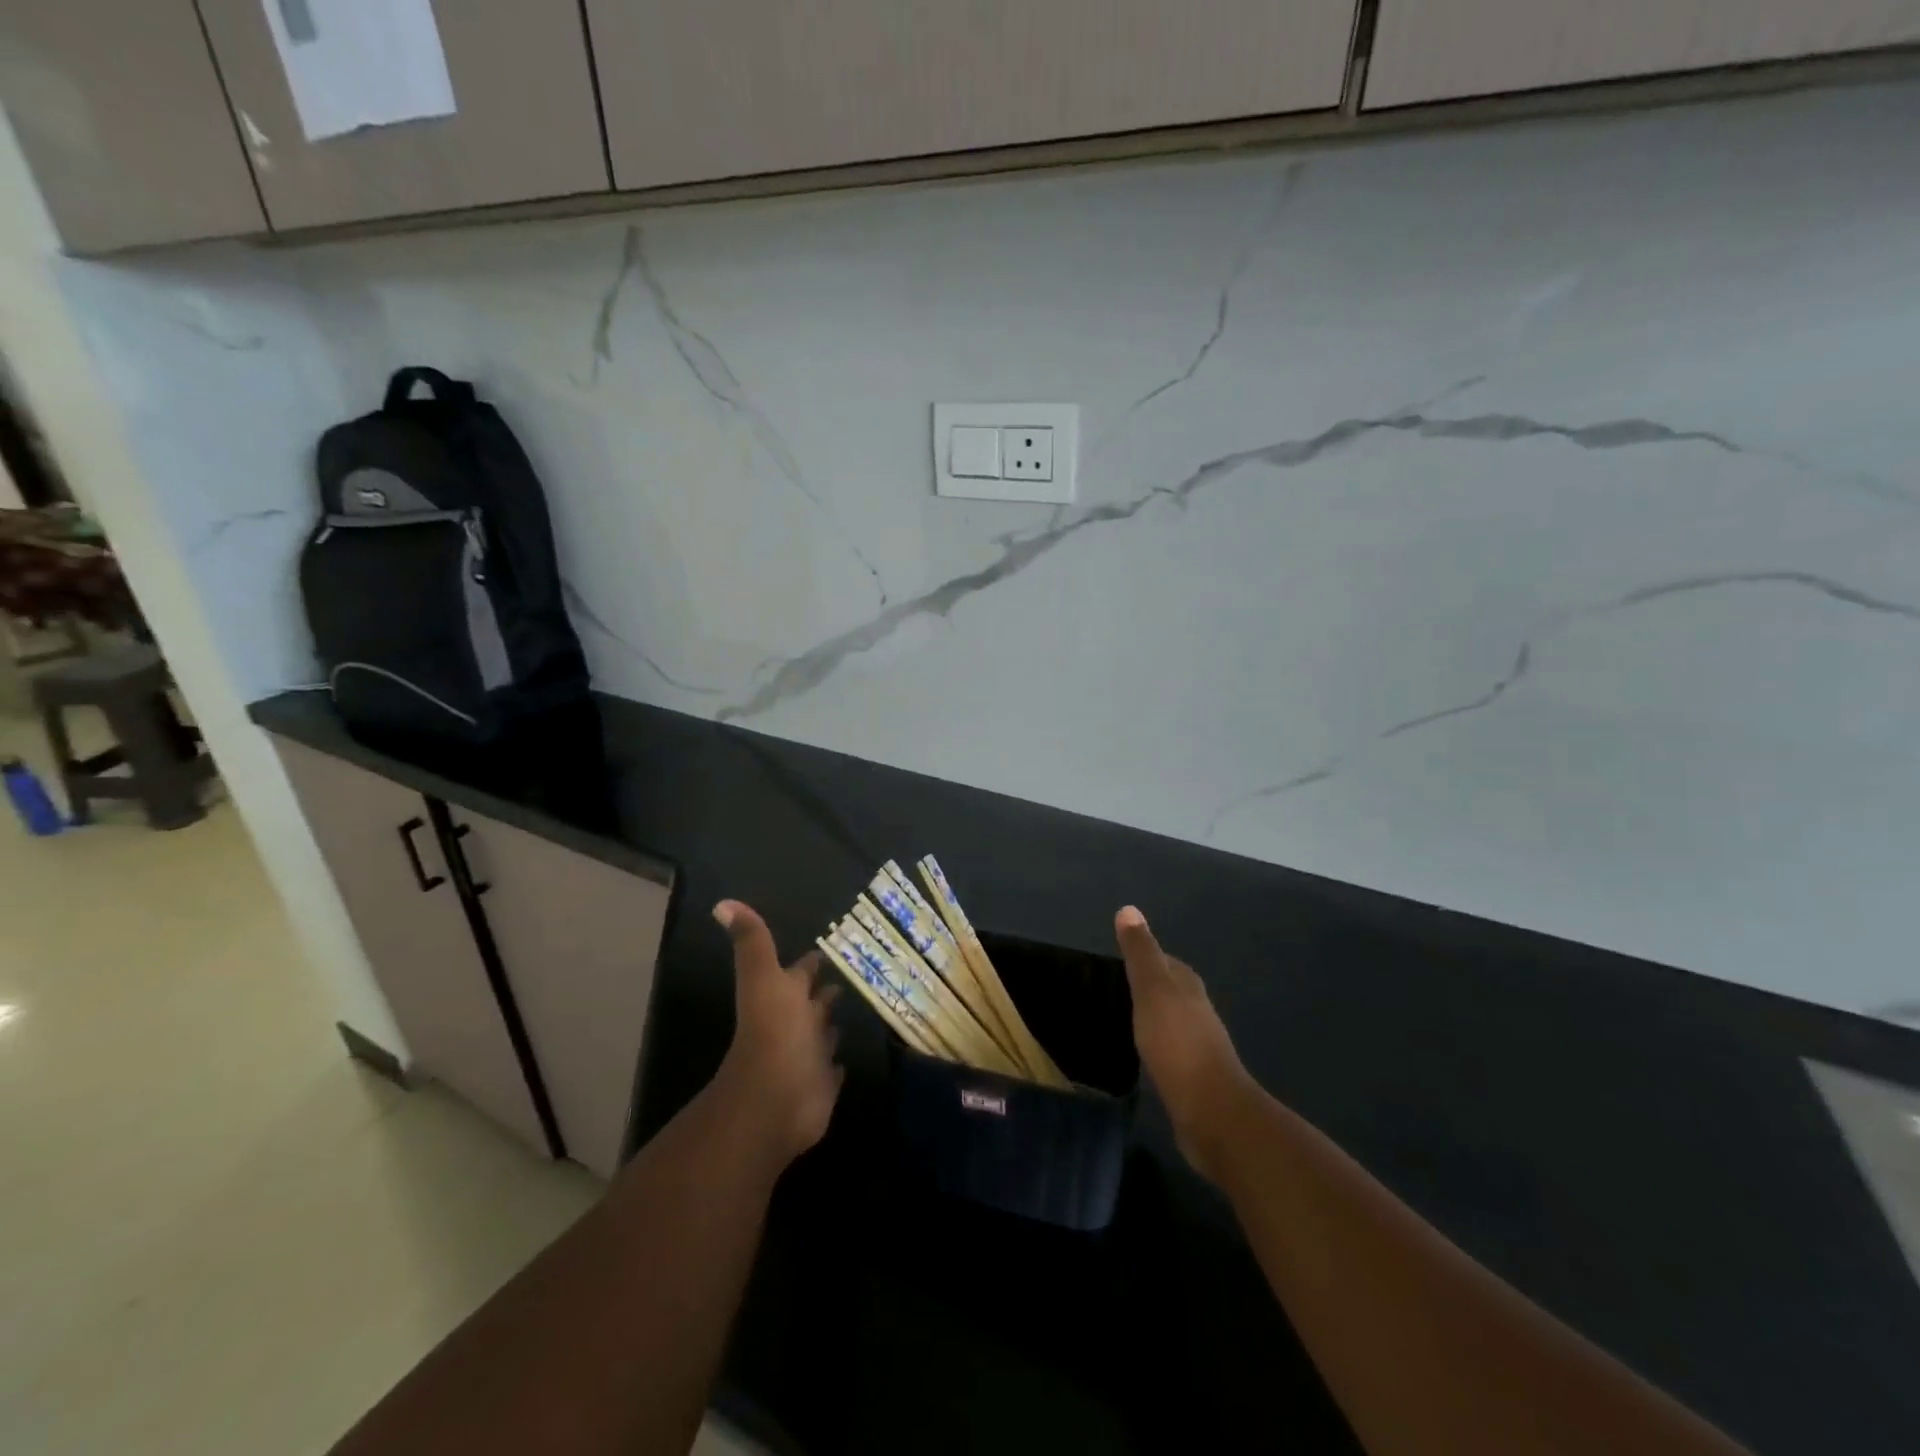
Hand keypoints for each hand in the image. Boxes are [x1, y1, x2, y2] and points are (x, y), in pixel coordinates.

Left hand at [710, 900, 843, 1164]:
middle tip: (857, 973)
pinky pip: (833, 1069)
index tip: (831, 947)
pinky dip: (838, 1062)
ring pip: (825, 1033)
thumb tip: (722, 903)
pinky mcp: (822, 1084)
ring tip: (860, 1008)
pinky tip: (849, 1056)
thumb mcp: (763, 978)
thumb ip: (752, 942)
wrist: (774, 1101)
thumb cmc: (774, 1033)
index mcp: (784, 997)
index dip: (812, 962)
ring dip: (834, 1023)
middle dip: (829, 990)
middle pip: (815, 1002)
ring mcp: (809, 1055)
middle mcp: (796, 1024)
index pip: (801, 972)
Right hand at [1115, 906, 1253, 1181]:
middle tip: (1113, 988)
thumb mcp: (1152, 989)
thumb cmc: (1177, 1043)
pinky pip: (1170, 1051)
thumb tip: (1129, 908)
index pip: (1167, 961)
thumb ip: (1140, 952)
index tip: (1118, 960)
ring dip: (1152, 1017)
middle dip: (1148, 986)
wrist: (1211, 1112)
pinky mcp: (1193, 1079)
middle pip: (1172, 990)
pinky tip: (1140, 1054)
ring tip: (1121, 1019)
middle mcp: (1197, 1012)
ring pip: (1171, 1021)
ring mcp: (1198, 1047)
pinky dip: (1155, 1046)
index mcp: (1188, 987)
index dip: (1145, 957)